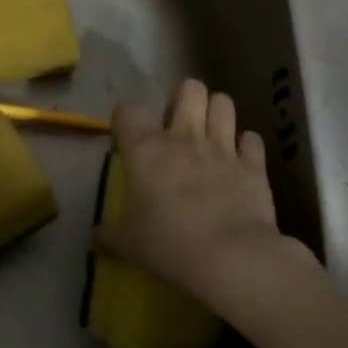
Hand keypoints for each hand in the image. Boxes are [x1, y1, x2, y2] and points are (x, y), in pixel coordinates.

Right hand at [97, 78, 313, 313]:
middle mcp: (183, 137)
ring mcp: (222, 147)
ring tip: (212, 131)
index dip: (126, 120)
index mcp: (144, 148)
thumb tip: (94, 238)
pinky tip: (242, 159)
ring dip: (217, 113)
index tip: (128, 139)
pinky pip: (252, 140)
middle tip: (179, 124)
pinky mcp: (254, 165)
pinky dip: (247, 146)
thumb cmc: (169, 245)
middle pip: (188, 88)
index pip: (127, 110)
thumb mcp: (129, 244)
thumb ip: (110, 235)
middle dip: (185, 98)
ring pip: (223, 103)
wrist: (232, 259)